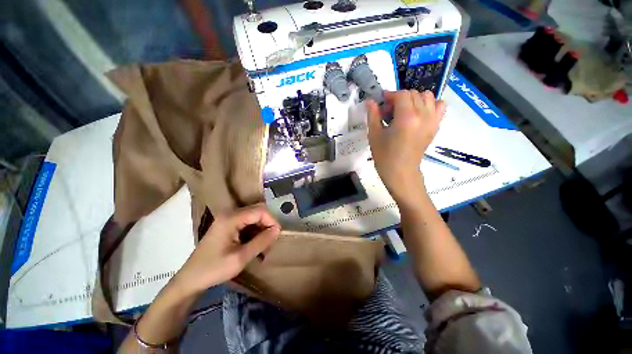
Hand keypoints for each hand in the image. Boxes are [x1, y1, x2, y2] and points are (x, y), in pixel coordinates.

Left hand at [173, 204, 280, 294]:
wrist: (190, 279)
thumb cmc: (214, 269)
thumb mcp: (241, 257)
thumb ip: (261, 241)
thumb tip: (277, 230)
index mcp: (231, 218)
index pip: (260, 211)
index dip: (272, 220)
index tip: (277, 235)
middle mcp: (230, 214)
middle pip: (257, 211)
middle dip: (268, 224)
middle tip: (271, 241)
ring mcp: (228, 219)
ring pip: (254, 217)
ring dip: (262, 229)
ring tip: (264, 246)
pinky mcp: (227, 225)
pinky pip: (247, 223)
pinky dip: (255, 231)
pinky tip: (255, 245)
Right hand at [366, 90, 445, 200]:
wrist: (401, 172)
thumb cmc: (384, 156)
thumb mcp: (374, 135)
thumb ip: (373, 115)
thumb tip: (370, 101)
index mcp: (406, 118)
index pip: (402, 95)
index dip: (390, 95)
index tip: (381, 103)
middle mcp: (423, 116)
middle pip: (414, 94)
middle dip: (400, 98)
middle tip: (389, 112)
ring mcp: (432, 121)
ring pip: (428, 97)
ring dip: (414, 99)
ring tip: (404, 112)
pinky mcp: (436, 126)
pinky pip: (439, 106)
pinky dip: (430, 105)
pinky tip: (418, 114)